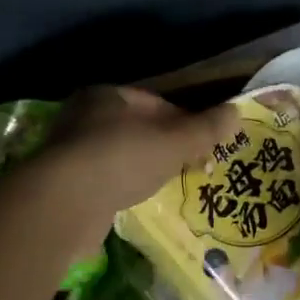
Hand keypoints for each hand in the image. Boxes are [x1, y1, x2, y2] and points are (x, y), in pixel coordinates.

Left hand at [42, 87, 241, 220]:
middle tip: (190, 166)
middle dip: (163, 146)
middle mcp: (82, 117)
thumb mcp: (173, 142)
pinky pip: (103, 181)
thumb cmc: (121, 159)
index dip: (183, 121)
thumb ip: (205, 129)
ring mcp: (69, 152)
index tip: (203, 142)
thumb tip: (237, 112)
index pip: (154, 102)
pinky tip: (136, 203)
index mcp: (106, 95)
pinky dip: (121, 189)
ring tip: (166, 187)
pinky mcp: (62, 185)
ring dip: (142, 169)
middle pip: (135, 129)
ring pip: (119, 156)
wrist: (63, 204)